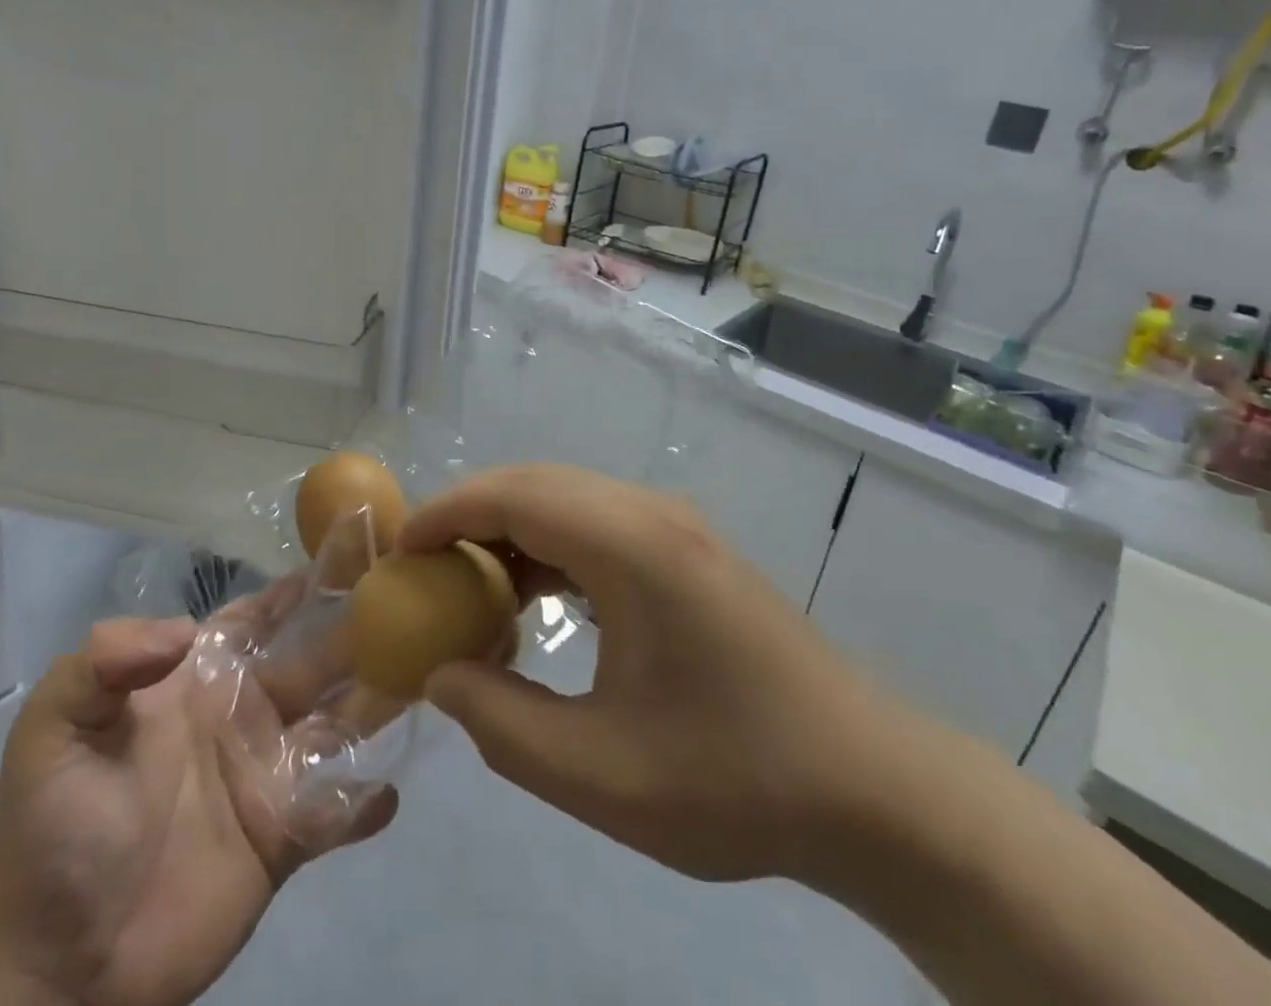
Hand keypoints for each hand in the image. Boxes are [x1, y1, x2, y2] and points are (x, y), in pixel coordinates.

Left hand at [0, 612, 397, 1005]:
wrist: (59, 966)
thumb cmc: (57, 830)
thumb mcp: (54, 729)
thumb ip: (105, 663)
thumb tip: (186, 631)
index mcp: (201, 680)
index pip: (259, 615)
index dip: (300, 584)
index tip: (353, 549)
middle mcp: (244, 714)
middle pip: (315, 659)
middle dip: (359, 629)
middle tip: (414, 603)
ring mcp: (267, 775)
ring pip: (338, 724)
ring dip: (377, 702)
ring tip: (423, 676)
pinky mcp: (283, 839)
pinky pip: (335, 811)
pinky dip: (363, 802)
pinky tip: (388, 790)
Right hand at [399, 464, 900, 883]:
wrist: (872, 787)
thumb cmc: (737, 780)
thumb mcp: (602, 776)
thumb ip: (502, 724)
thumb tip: (441, 676)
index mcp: (632, 546)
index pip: (514, 495)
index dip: (446, 513)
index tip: (398, 552)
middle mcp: (651, 513)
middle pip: (535, 483)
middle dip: (468, 516)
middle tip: (421, 571)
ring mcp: (675, 525)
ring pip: (565, 497)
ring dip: (509, 529)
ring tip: (468, 588)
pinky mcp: (687, 547)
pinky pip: (596, 521)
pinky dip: (549, 546)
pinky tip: (535, 599)